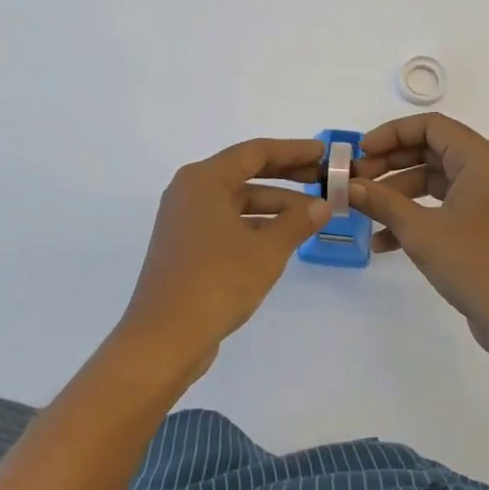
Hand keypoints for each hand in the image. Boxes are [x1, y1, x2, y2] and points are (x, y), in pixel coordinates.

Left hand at [119, 137, 329, 376]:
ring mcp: (185, 220)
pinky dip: (256, 224)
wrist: (164, 338)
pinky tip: (284, 238)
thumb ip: (297, 222)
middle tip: (323, 180)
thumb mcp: (266, 250)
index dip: (293, 150)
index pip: (256, 152)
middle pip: (246, 172)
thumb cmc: (217, 281)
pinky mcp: (186, 246)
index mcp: (204, 179)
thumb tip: (323, 206)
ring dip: (274, 205)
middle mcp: (190, 191)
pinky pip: (227, 222)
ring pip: (238, 200)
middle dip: (287, 176)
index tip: (324, 153)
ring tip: (313, 215)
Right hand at [350, 113, 488, 365]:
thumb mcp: (421, 232)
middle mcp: (487, 170)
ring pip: (433, 180)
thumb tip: (347, 185)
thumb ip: (382, 202)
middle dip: (390, 164)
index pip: (430, 126)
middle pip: (430, 150)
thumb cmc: (476, 264)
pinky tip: (382, 242)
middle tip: (355, 180)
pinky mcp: (482, 225)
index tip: (360, 152)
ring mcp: (486, 198)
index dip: (391, 134)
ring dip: (397, 193)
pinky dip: (415, 217)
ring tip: (362, 210)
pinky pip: (442, 206)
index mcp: (481, 159)